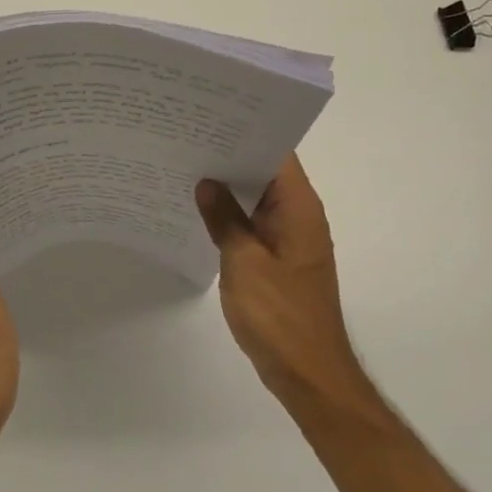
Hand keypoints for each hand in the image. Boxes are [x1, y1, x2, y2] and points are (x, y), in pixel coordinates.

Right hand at [196, 154, 372, 411]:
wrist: (308, 373)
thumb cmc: (279, 316)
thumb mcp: (243, 262)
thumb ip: (224, 219)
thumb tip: (206, 182)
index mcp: (299, 208)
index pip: (277, 153)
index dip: (246, 132)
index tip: (209, 118)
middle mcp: (299, 216)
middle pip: (265, 172)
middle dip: (229, 156)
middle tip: (185, 139)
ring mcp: (290, 239)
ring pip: (257, 200)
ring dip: (228, 188)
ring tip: (184, 167)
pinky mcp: (279, 260)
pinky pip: (254, 225)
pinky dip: (231, 216)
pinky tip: (199, 212)